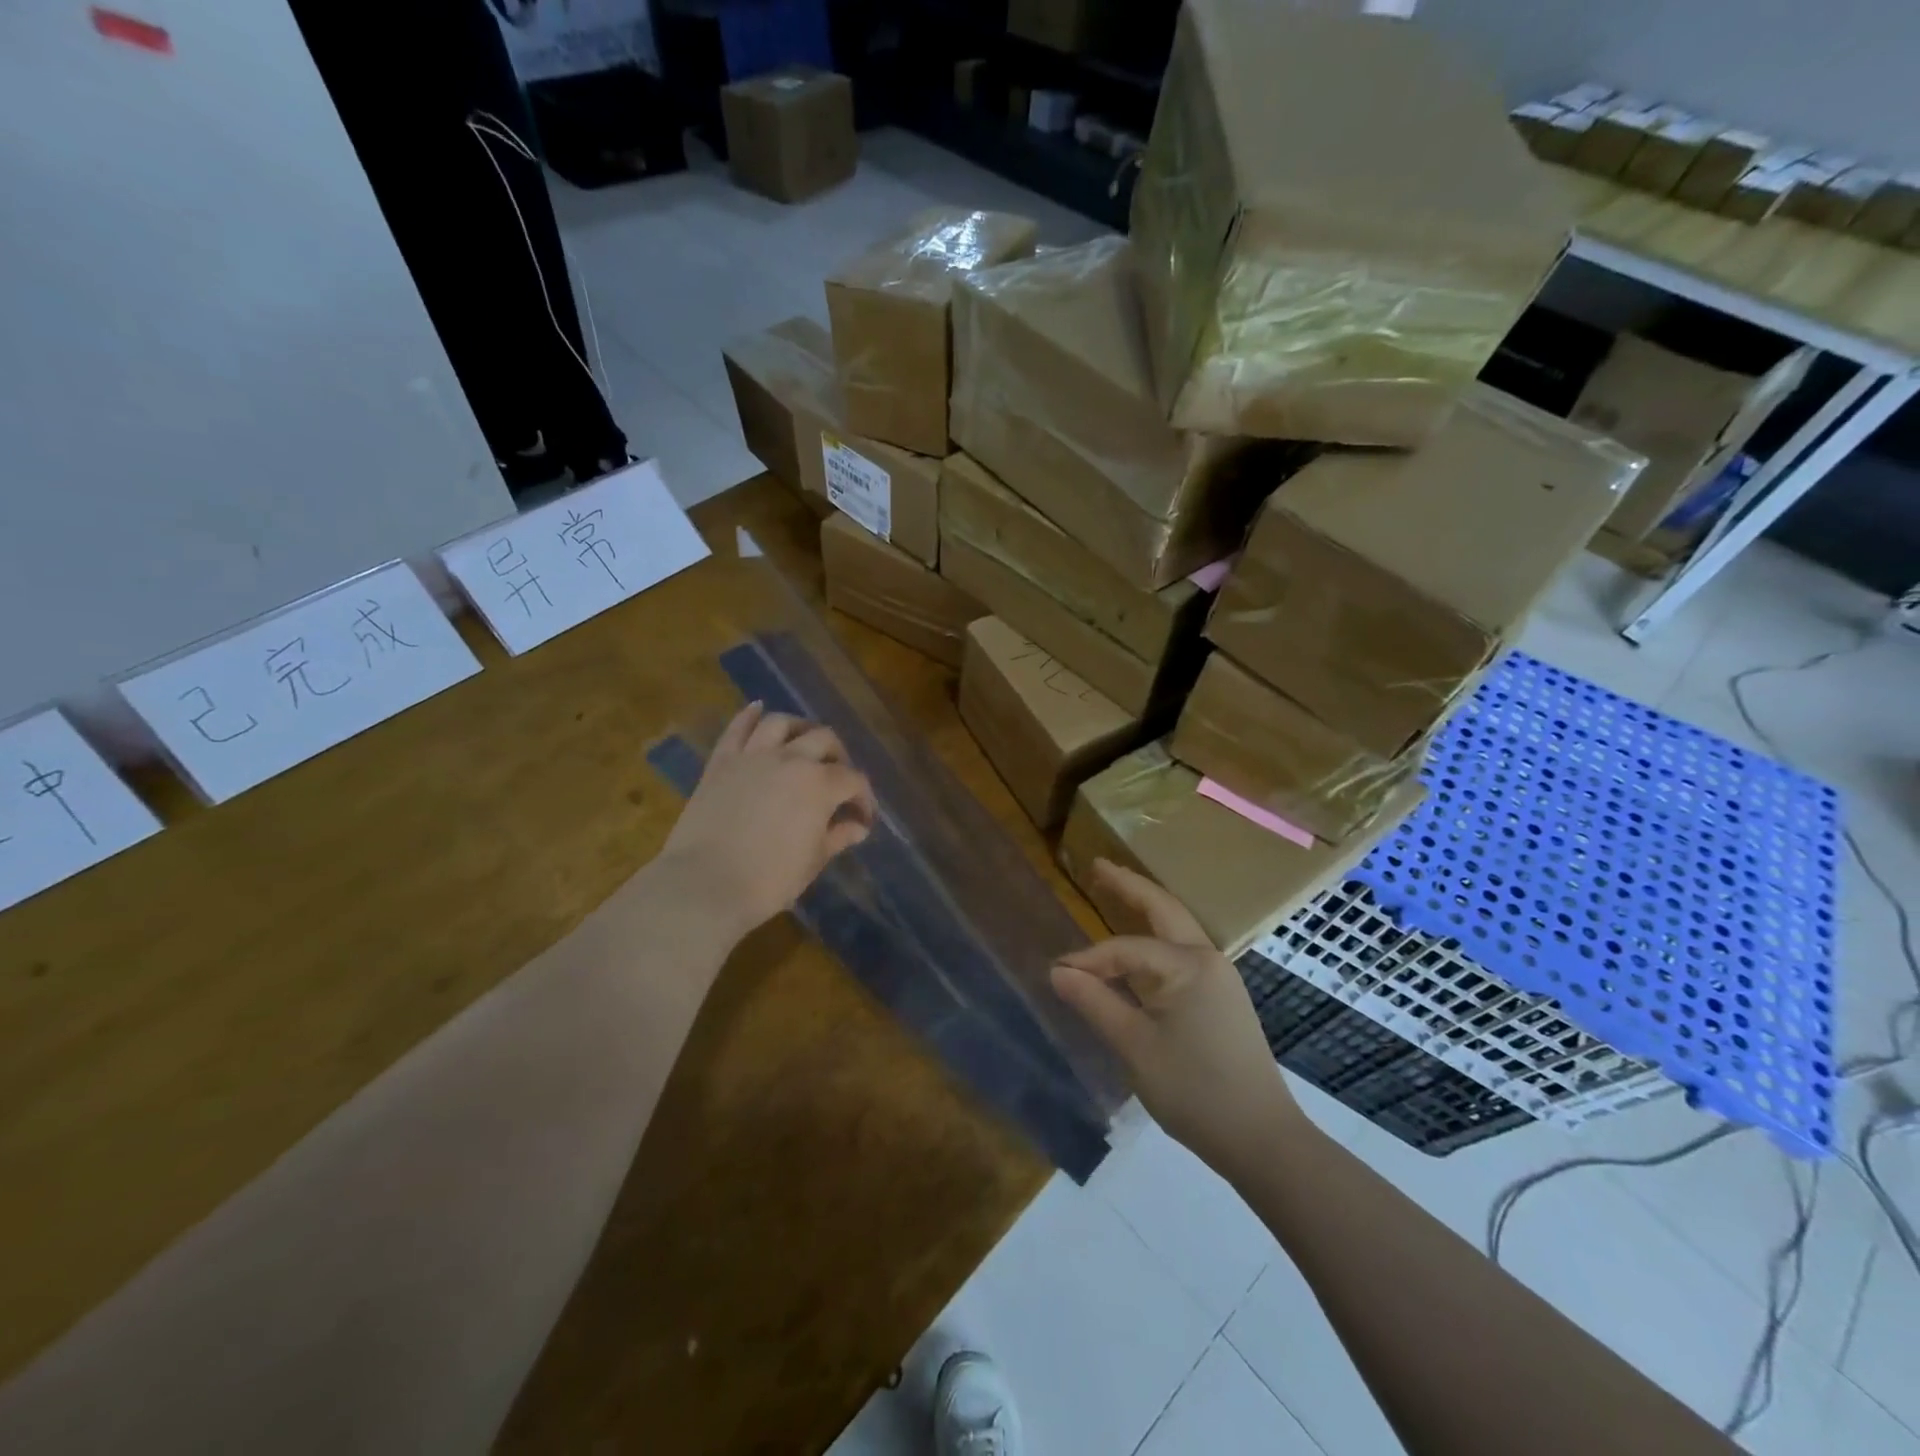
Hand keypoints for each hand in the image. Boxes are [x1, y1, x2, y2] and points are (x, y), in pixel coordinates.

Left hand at [657, 702, 876, 941]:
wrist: (704, 884)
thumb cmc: (769, 879)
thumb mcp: (813, 860)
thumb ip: (838, 836)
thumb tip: (858, 826)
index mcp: (820, 785)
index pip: (853, 781)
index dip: (864, 799)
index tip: (863, 819)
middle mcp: (791, 759)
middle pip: (824, 740)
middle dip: (839, 757)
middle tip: (838, 779)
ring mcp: (753, 756)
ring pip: (782, 724)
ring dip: (800, 728)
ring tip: (805, 742)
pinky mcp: (721, 762)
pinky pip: (737, 729)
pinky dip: (749, 715)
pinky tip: (758, 709)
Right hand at [1050, 860, 1305, 1180]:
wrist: (1262, 1140)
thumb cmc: (1196, 1090)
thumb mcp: (1135, 1047)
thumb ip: (1095, 1003)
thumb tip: (1058, 971)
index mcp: (1189, 965)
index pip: (1126, 949)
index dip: (1089, 960)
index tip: (1058, 974)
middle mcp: (1208, 960)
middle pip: (1164, 910)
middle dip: (1129, 887)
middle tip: (1097, 866)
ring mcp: (1220, 979)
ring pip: (1175, 931)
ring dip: (1145, 910)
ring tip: (1115, 891)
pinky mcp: (1222, 1000)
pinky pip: (1180, 957)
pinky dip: (1154, 942)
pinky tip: (1138, 948)